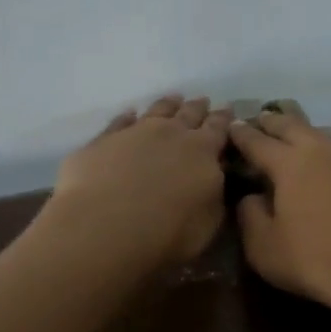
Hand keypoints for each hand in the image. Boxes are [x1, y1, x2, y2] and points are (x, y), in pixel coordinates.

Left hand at [52, 95, 232, 267]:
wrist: (105, 228)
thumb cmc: (168, 233)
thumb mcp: (209, 221)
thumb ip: (216, 194)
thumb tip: (217, 175)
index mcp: (203, 152)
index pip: (219, 129)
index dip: (224, 119)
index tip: (228, 109)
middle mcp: (171, 133)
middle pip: (189, 113)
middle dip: (199, 107)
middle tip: (204, 100)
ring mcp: (134, 133)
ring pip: (156, 111)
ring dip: (167, 104)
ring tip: (174, 98)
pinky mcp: (102, 141)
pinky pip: (119, 122)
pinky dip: (126, 116)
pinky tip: (129, 113)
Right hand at [228, 109, 330, 323]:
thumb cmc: (316, 262)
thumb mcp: (264, 248)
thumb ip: (250, 215)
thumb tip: (252, 196)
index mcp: (289, 163)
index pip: (257, 141)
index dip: (242, 134)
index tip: (232, 126)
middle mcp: (324, 150)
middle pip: (294, 126)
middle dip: (274, 122)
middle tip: (263, 119)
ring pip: (327, 138)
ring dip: (310, 137)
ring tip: (302, 141)